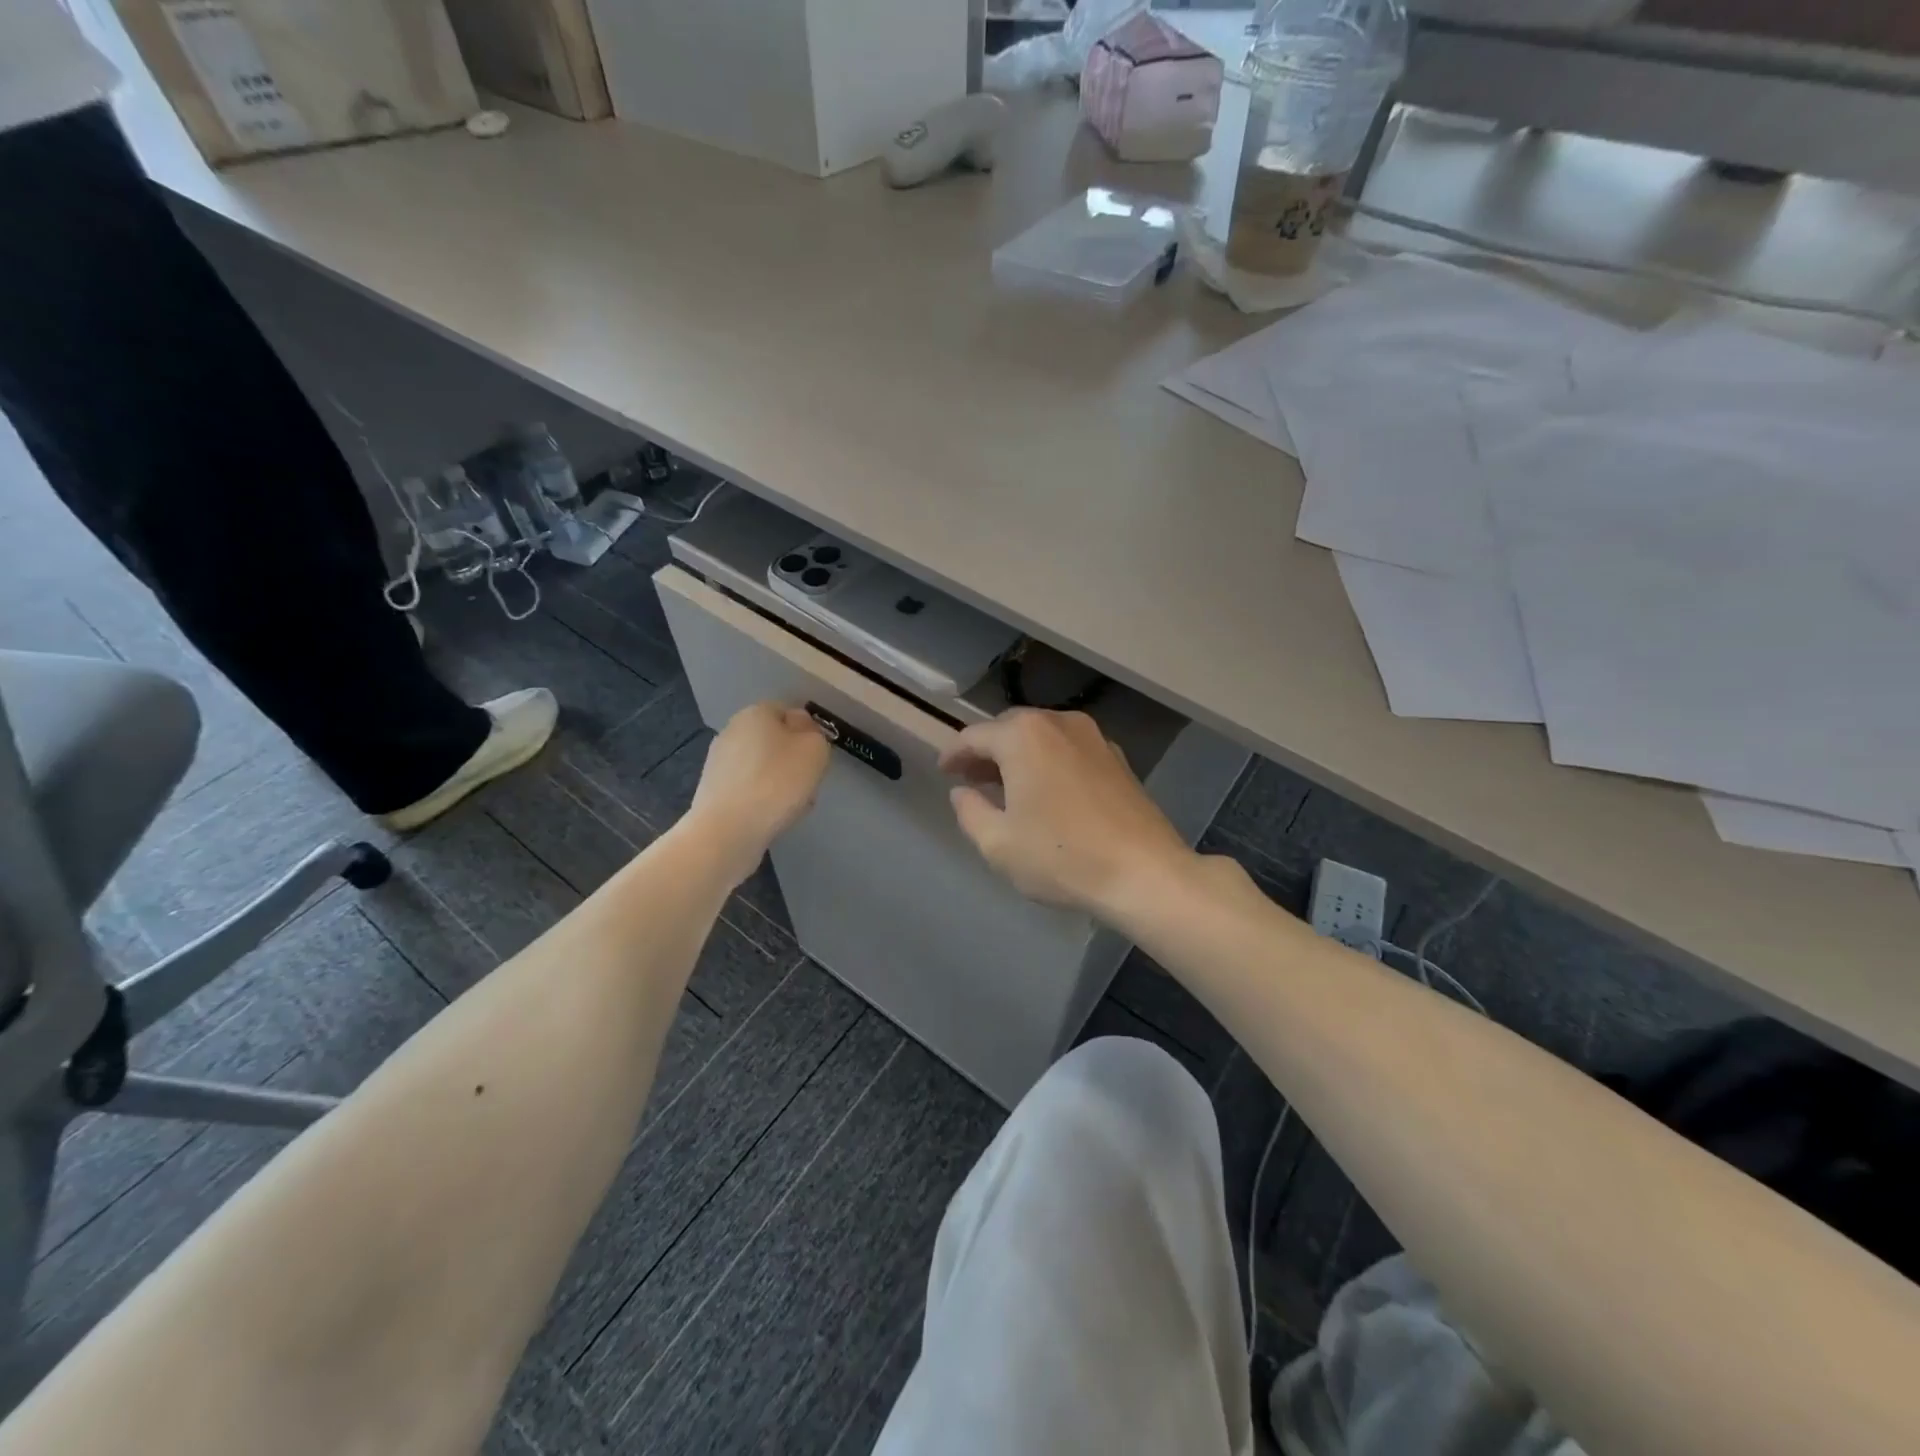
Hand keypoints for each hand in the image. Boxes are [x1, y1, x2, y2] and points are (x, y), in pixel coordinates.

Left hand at [689, 703, 830, 883]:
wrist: (728, 831)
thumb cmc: (777, 782)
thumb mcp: (815, 749)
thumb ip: (814, 734)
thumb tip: (801, 730)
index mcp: (755, 712)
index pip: (787, 712)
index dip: (807, 732)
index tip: (817, 757)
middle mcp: (732, 731)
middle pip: (774, 741)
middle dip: (793, 760)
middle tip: (808, 782)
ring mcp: (718, 763)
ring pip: (763, 767)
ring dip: (780, 782)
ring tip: (793, 806)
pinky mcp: (714, 792)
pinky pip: (749, 789)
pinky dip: (763, 800)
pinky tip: (773, 818)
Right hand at [939, 709, 1192, 914]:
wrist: (1145, 873)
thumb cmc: (1062, 857)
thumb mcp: (998, 844)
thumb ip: (969, 811)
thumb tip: (962, 792)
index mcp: (1023, 736)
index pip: (974, 736)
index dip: (954, 754)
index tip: (944, 772)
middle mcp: (1058, 722)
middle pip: (1010, 728)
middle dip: (987, 751)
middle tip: (971, 778)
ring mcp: (1093, 737)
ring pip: (1042, 736)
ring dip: (1019, 755)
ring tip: (1006, 785)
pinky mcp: (1117, 757)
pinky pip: (1068, 749)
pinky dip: (1049, 761)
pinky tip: (1047, 791)